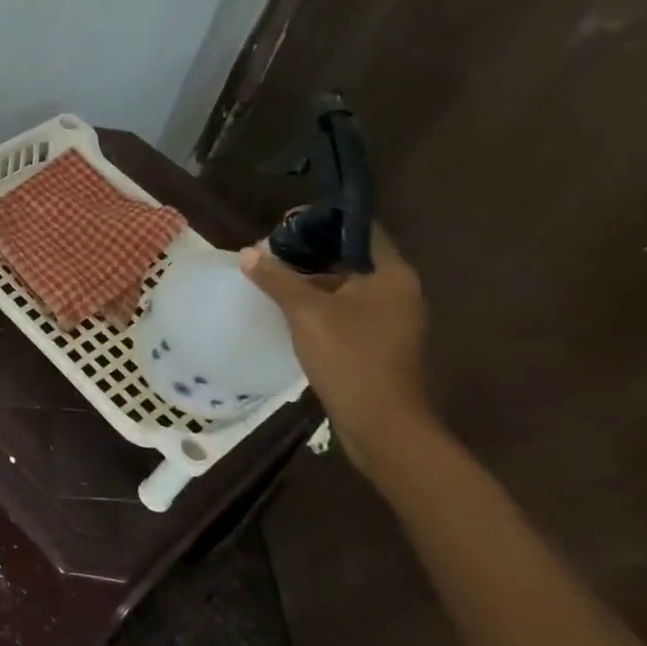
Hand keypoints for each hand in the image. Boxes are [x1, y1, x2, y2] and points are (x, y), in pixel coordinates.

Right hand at [239, 226, 434, 469]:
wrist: (382, 424)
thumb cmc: (350, 357)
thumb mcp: (306, 313)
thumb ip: (277, 279)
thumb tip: (248, 252)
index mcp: (391, 274)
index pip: (360, 229)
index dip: (323, 221)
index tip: (285, 222)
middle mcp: (397, 290)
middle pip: (350, 256)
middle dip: (309, 251)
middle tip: (269, 250)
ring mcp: (390, 318)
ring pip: (346, 284)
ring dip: (311, 279)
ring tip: (270, 276)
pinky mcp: (378, 341)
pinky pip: (345, 309)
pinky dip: (319, 302)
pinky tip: (287, 308)